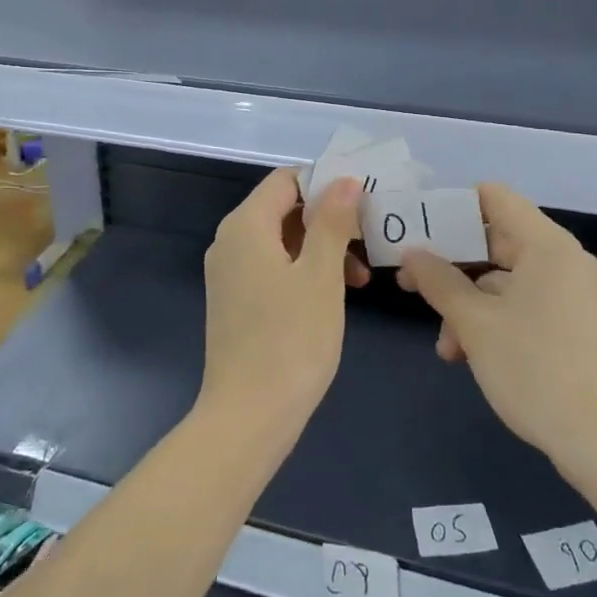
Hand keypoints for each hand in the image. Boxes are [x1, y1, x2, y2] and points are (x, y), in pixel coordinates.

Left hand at [199, 169, 365, 432]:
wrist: (248, 417)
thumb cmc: (291, 340)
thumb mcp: (322, 276)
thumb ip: (333, 222)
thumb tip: (345, 180)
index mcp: (245, 225)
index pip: (287, 179)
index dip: (325, 183)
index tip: (363, 204)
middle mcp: (229, 240)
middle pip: (283, 208)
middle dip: (328, 220)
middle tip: (368, 243)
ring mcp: (228, 272)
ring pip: (280, 240)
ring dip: (320, 248)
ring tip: (359, 279)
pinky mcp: (233, 300)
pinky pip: (270, 266)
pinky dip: (302, 270)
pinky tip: (332, 296)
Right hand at [398, 184, 596, 470]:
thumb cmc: (537, 371)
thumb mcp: (475, 324)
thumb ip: (438, 281)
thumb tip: (412, 254)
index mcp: (546, 246)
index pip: (494, 197)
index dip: (451, 206)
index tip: (416, 228)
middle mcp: (562, 261)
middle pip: (496, 239)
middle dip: (451, 262)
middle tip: (409, 281)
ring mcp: (570, 295)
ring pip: (504, 279)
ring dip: (467, 302)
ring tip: (443, 343)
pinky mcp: (572, 327)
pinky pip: (523, 304)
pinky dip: (492, 319)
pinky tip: (467, 355)